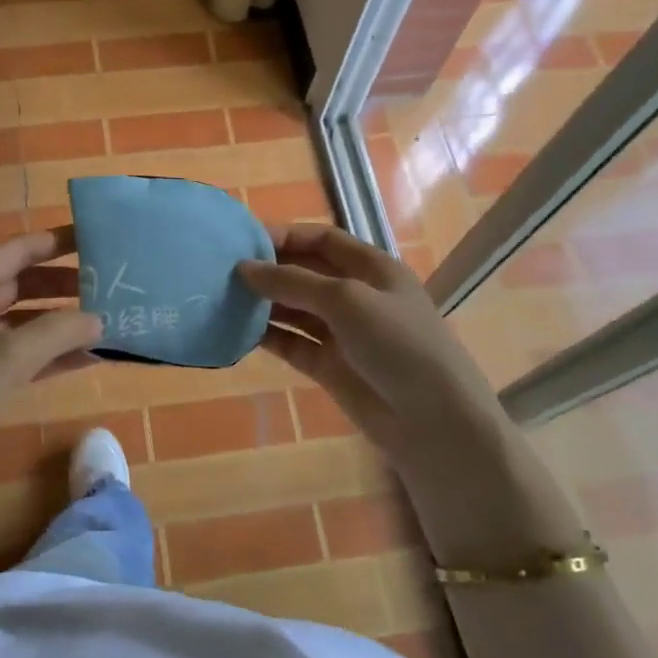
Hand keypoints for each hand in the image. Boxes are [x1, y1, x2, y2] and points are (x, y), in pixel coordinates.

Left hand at [0, 225, 99, 510]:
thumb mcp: (6, 356)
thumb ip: (57, 332)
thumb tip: (98, 320)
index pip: (14, 252)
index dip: (53, 243)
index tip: (93, 238)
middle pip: (19, 286)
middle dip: (61, 285)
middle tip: (108, 284)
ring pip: (21, 326)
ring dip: (59, 325)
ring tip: (105, 320)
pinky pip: (18, 360)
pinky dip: (48, 357)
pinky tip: (85, 359)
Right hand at [238, 223, 506, 476]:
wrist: (434, 421)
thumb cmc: (398, 344)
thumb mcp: (347, 300)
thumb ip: (293, 282)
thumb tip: (244, 268)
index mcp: (371, 267)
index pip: (322, 239)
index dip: (285, 236)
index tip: (243, 241)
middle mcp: (356, 295)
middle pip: (305, 272)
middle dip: (269, 269)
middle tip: (223, 271)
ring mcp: (342, 332)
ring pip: (295, 309)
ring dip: (264, 303)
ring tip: (223, 299)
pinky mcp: (329, 366)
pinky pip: (292, 343)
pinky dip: (268, 336)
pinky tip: (237, 332)